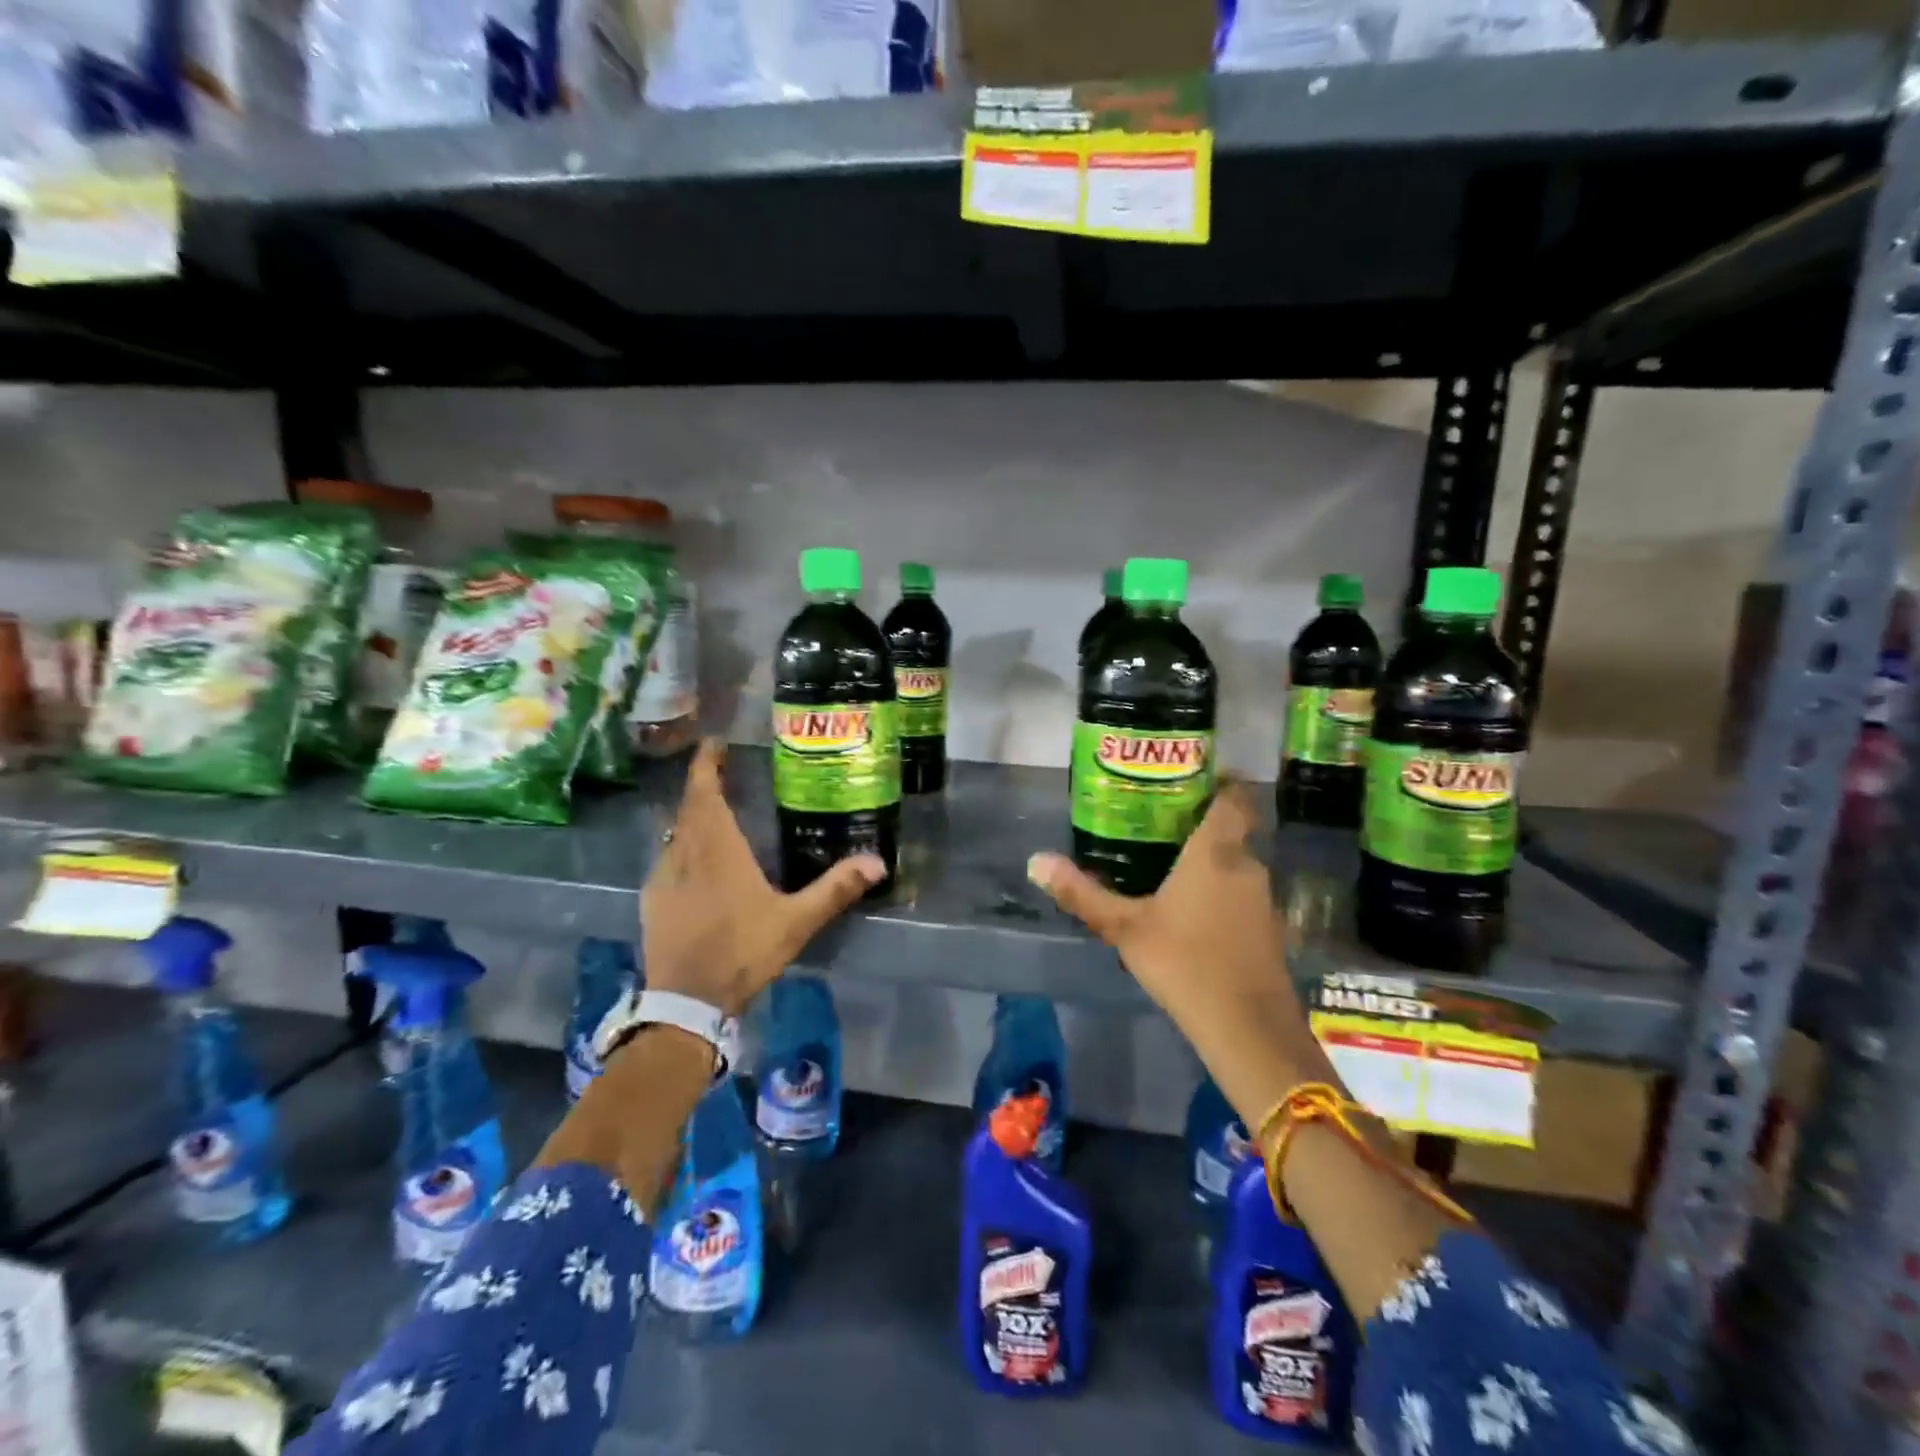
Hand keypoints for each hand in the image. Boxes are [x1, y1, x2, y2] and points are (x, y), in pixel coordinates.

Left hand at [642, 740, 884, 1014]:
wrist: (687, 1001)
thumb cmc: (742, 951)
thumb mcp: (796, 921)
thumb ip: (835, 889)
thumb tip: (878, 862)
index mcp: (718, 849)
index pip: (705, 793)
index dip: (706, 764)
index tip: (713, 743)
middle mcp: (685, 853)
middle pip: (689, 807)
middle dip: (703, 784)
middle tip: (721, 769)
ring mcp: (663, 877)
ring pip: (675, 832)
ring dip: (691, 816)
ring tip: (713, 811)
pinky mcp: (652, 901)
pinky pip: (666, 859)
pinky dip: (681, 847)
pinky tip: (694, 862)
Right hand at [1026, 782, 1332, 1088]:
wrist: (1247, 1028)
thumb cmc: (1184, 962)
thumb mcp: (1124, 927)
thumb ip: (1082, 894)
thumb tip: (1035, 861)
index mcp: (1215, 853)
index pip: (1233, 798)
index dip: (1219, 783)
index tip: (1192, 778)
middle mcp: (1246, 867)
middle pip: (1231, 832)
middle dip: (1200, 826)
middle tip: (1159, 825)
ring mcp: (1262, 900)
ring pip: (1235, 866)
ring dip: (1209, 863)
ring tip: (1168, 866)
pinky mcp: (1268, 931)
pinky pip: (1241, 895)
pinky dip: (1220, 893)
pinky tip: (1191, 913)